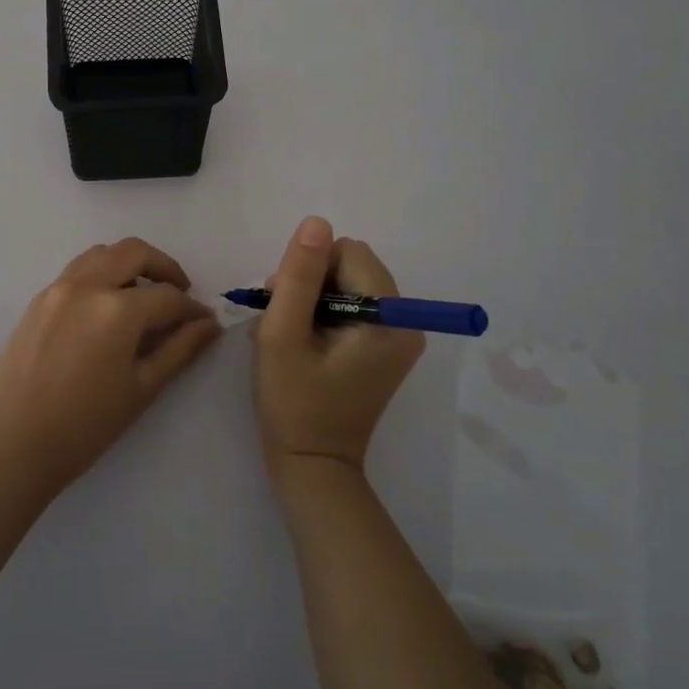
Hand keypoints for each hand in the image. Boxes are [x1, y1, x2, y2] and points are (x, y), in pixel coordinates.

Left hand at [0, 238, 221, 500]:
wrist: (16, 444)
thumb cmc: (87, 425)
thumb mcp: (143, 387)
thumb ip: (180, 349)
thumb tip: (209, 323)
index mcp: (117, 309)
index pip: (167, 296)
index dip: (192, 308)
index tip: (205, 321)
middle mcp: (87, 285)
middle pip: (135, 252)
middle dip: (164, 268)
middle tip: (178, 293)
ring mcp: (58, 288)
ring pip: (102, 253)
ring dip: (129, 264)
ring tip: (142, 294)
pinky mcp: (38, 299)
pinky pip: (76, 271)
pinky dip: (100, 274)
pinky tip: (106, 307)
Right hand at [252, 216, 423, 477]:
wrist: (312, 466)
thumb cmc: (293, 403)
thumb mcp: (283, 335)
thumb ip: (299, 276)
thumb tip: (317, 221)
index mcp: (389, 319)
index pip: (347, 253)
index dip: (310, 270)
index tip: (287, 306)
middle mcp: (405, 322)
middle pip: (351, 265)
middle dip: (311, 283)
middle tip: (284, 322)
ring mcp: (398, 336)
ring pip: (348, 283)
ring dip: (312, 299)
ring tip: (289, 335)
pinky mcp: (385, 348)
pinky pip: (353, 305)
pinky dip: (323, 314)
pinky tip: (303, 342)